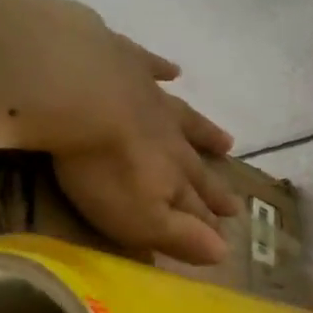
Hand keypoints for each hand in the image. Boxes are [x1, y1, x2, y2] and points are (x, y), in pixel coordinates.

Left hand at [7, 0, 240, 264]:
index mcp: (170, 175)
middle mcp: (168, 137)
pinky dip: (163, 69)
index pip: (195, 205)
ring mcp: (148, 96)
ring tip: (228, 141)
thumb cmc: (103, 165)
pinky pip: (150, 65)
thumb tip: (224, 254)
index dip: (209, 220)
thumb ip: (179, 234)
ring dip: (204, 132)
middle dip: (213, 186)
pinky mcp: (121, 59)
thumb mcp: (139, 217)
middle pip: (195, 165)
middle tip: (235, 202)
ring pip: (184, 119)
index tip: (229, 227)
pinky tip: (173, 70)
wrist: (76, 88)